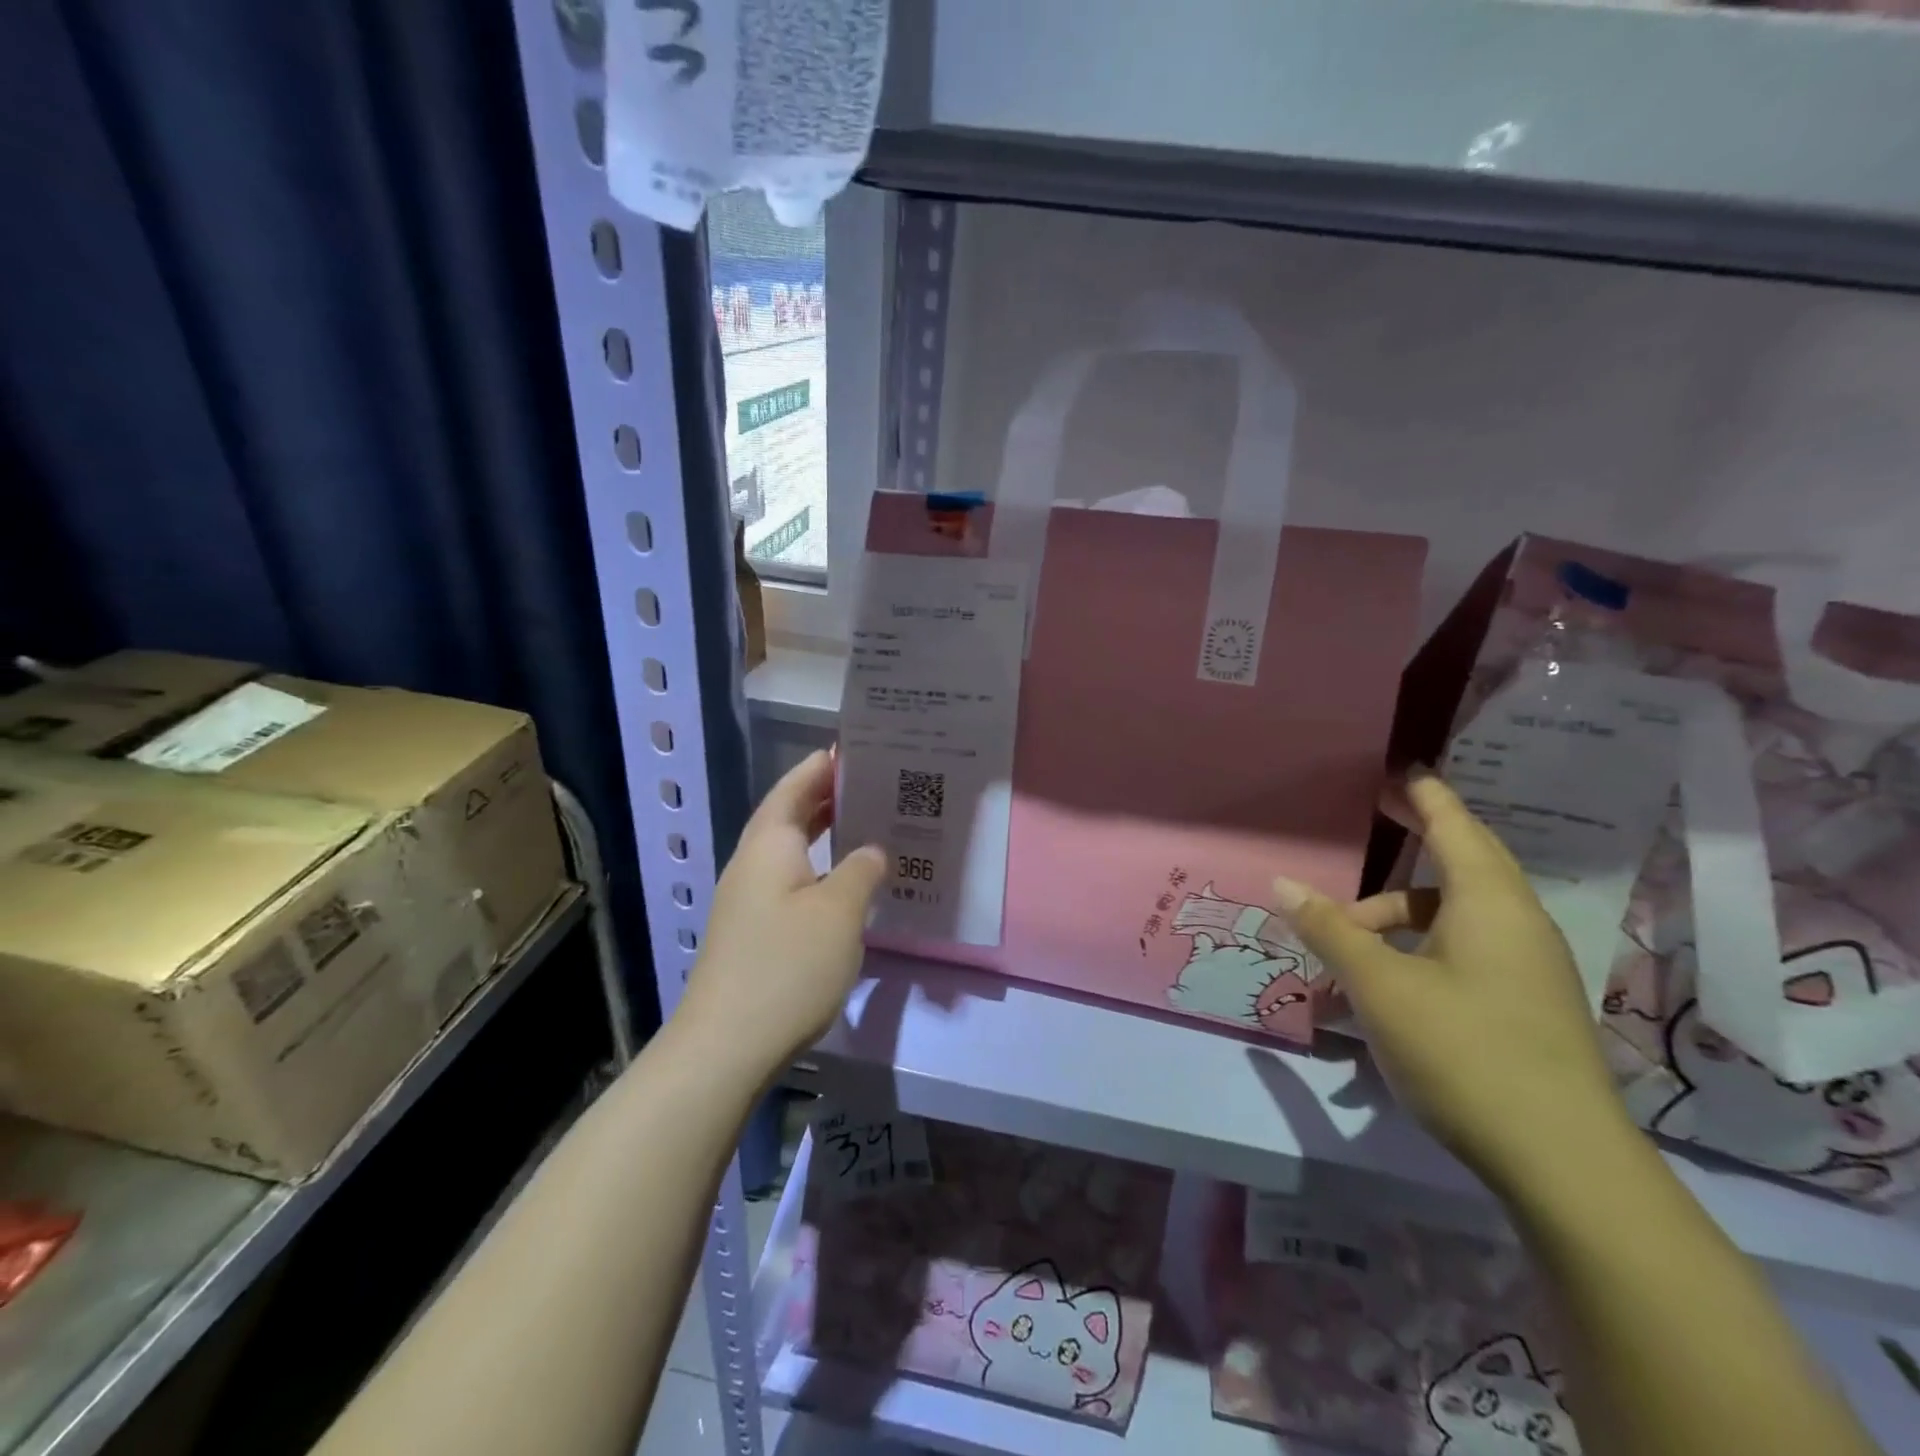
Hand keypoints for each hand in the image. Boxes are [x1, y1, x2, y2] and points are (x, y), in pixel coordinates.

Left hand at [677, 750, 885, 1077]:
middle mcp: (752, 865)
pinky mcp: (753, 932)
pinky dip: (817, 868)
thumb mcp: (839, 912)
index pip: (793, 789)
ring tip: (864, 824)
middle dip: (825, 797)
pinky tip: (843, 883)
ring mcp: (748, 901)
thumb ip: (861, 871)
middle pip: (788, 816)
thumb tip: (871, 852)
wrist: (726, 1045)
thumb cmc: (788, 966)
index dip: (820, 768)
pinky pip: (790, 881)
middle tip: (871, 784)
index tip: (852, 750)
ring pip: (789, 851)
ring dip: (822, 834)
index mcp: (769, 846)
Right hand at [1274, 772, 1632, 1191]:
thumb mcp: (1380, 986)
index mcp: (1490, 904)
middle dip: (1416, 840)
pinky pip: (1463, 953)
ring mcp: (1527, 969)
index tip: (1402, 769)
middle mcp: (1517, 924)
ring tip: (1341, 949)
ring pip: (1453, 918)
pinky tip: (1379, 991)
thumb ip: (1330, 930)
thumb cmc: (1464, 1051)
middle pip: (1461, 865)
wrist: (1564, 1164)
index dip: (1425, 796)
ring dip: (1396, 919)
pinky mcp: (1525, 1006)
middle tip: (1377, 816)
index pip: (1455, 827)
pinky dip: (1416, 952)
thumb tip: (1282, 883)